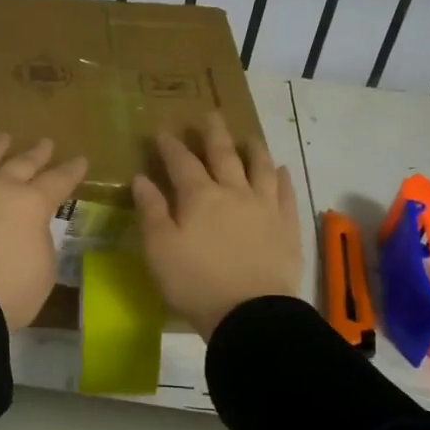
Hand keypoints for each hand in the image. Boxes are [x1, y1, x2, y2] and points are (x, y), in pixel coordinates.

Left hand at [0, 134, 87, 329]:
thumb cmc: (11, 291)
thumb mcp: (44, 268)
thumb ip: (39, 240)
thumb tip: (29, 229)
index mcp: (32, 204)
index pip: (58, 181)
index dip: (71, 170)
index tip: (80, 160)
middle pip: (21, 164)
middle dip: (36, 153)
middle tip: (45, 143)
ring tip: (3, 138)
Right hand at [132, 112, 301, 340]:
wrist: (251, 314)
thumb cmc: (196, 283)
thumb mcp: (160, 249)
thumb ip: (151, 211)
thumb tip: (141, 178)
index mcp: (199, 197)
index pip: (182, 162)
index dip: (171, 145)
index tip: (164, 130)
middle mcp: (234, 192)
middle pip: (223, 155)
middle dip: (213, 134)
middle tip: (210, 115)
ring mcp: (265, 207)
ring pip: (260, 168)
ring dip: (253, 149)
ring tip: (249, 136)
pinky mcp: (287, 227)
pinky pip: (286, 194)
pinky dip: (282, 178)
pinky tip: (282, 170)